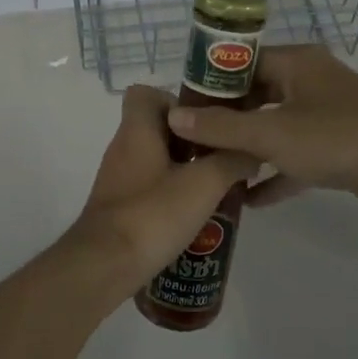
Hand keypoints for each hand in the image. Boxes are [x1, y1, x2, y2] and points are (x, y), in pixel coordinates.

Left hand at [68, 85, 256, 293]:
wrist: (104, 265)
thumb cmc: (152, 214)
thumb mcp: (204, 184)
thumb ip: (231, 162)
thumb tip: (252, 151)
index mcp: (136, 130)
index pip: (146, 93)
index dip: (176, 101)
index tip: (205, 123)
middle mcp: (122, 148)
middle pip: (156, 128)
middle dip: (191, 140)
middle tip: (220, 158)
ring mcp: (118, 178)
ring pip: (155, 159)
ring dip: (183, 169)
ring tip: (215, 188)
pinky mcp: (119, 206)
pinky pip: (148, 186)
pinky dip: (170, 193)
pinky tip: (193, 215)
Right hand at [167, 45, 357, 219]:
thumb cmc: (337, 137)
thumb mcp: (271, 133)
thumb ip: (221, 128)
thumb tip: (174, 118)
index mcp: (295, 63)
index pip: (241, 63)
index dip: (209, 83)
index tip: (180, 107)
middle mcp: (309, 82)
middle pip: (256, 96)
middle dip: (225, 121)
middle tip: (190, 143)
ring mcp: (326, 115)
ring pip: (275, 128)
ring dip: (247, 150)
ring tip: (211, 171)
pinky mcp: (338, 148)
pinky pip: (296, 157)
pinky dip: (275, 174)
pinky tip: (249, 201)